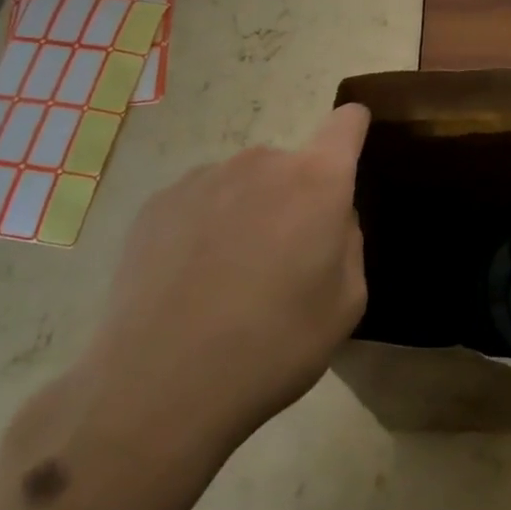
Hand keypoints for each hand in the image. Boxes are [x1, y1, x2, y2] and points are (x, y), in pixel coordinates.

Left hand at [69, 104, 370, 467]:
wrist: (158, 385)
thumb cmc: (273, 345)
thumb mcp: (346, 304)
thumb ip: (348, 242)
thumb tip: (329, 219)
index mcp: (317, 181)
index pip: (346, 124)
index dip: (353, 129)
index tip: (350, 149)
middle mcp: (261, 162)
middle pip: (292, 165)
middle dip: (296, 199)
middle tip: (282, 260)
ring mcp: (204, 178)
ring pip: (244, 184)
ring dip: (248, 211)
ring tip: (228, 277)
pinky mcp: (158, 202)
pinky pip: (201, 201)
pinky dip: (205, 226)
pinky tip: (189, 280)